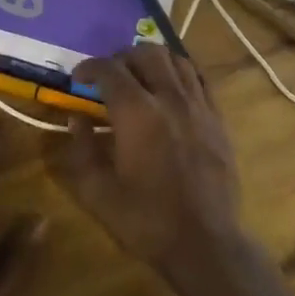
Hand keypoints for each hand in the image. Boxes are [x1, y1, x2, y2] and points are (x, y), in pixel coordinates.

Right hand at [59, 46, 245, 287]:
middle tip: (108, 78)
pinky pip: (200, 79)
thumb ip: (82, 149)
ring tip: (140, 78)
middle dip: (121, 58)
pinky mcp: (218, 119)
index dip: (88, 68)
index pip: (109, 69)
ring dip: (152, 61)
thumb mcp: (97, 191)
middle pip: (146, 53)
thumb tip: (76, 119)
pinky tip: (170, 90)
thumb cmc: (145, 220)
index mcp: (136, 113)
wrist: (204, 242)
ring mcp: (199, 106)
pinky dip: (180, 74)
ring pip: (176, 60)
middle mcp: (170, 98)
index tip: (77, 79)